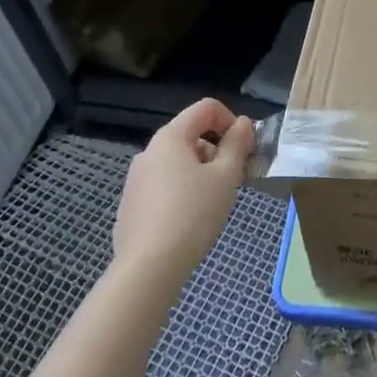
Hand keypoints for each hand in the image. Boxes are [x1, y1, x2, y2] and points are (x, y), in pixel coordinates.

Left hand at [113, 99, 255, 283]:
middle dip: (219, 149)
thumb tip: (243, 123)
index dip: (232, 121)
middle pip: (192, 134)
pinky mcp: (132, 204)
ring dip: (203, 171)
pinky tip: (191, 219)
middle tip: (235, 179)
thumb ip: (237, 144)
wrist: (148, 268)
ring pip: (179, 161)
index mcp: (170, 137)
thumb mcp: (225, 176)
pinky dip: (184, 189)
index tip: (245, 150)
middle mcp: (149, 151)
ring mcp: (136, 178)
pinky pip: (165, 184)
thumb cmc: (193, 214)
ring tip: (215, 202)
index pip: (207, 107)